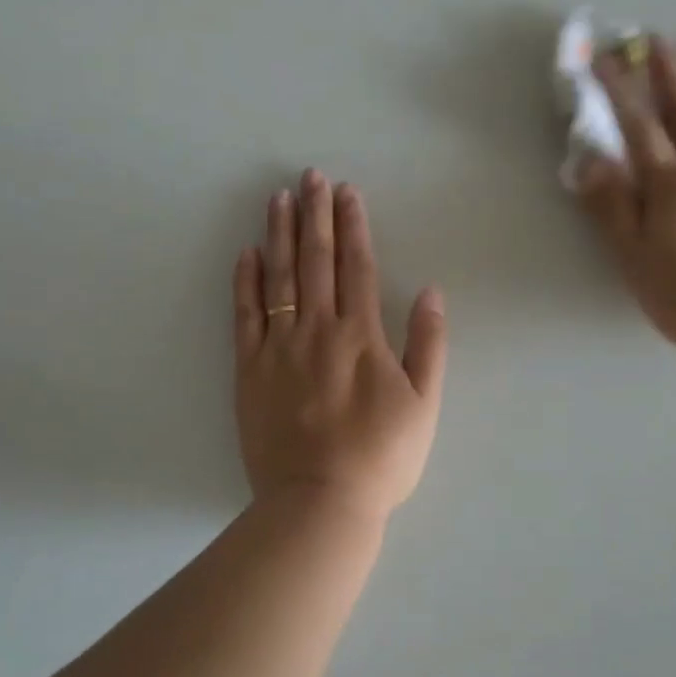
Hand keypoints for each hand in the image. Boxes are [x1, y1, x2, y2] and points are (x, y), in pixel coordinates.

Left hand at [233, 170, 447, 523]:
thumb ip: (428, 345)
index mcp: (361, 337)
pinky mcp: (249, 370)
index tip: (346, 191)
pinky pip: (245, 315)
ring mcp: (278, 348)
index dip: (353, 226)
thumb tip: (430, 292)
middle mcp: (318, 330)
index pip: (357, 267)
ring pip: (279, 278)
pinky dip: (245, 282)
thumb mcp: (424, 405)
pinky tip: (247, 253)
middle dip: (315, 214)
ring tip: (279, 198)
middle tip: (310, 175)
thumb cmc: (381, 458)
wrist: (320, 501)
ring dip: (280, 234)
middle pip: (316, 261)